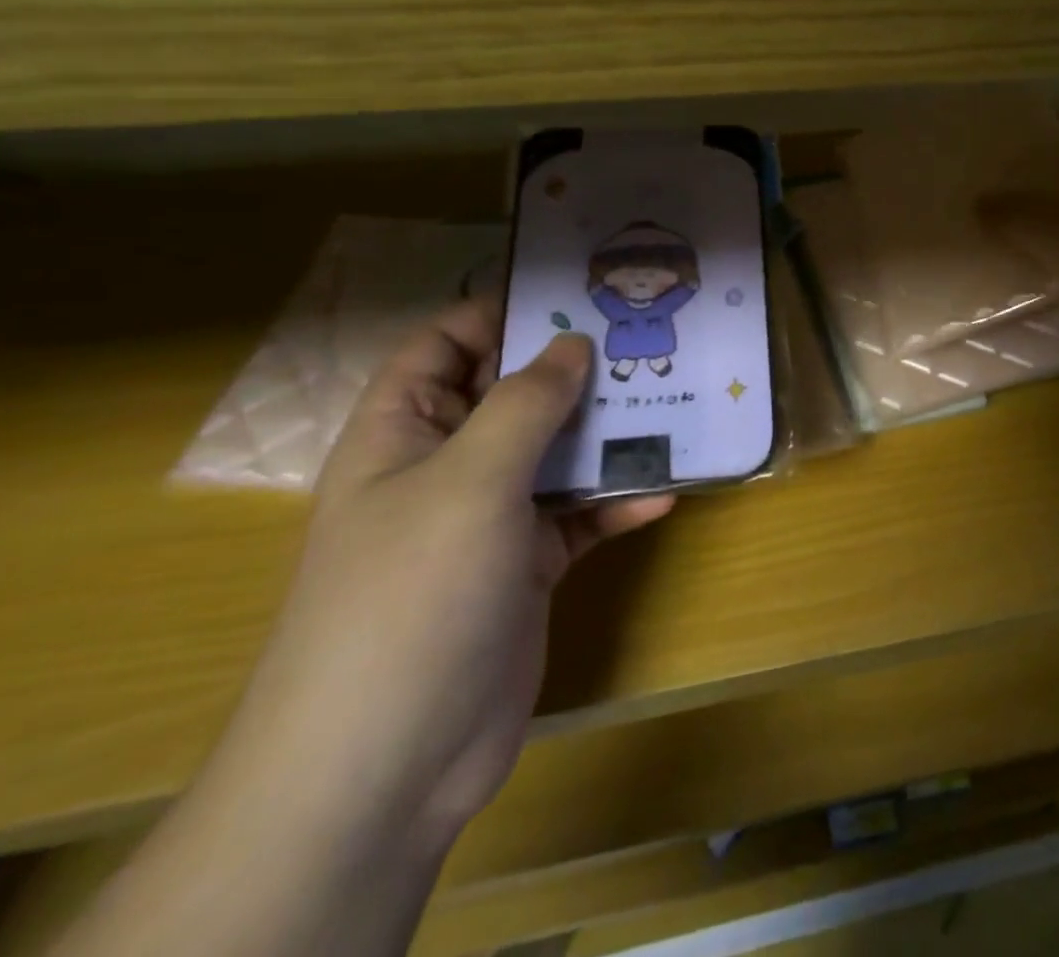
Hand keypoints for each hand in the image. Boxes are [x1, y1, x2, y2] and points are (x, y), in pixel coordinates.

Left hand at [218, 298, 672, 851]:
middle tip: (645, 340)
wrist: (387, 765)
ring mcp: (488, 519)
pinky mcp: (526, 567)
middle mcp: (445, 465)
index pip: (446, 344)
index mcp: (404, 430)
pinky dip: (615, 503)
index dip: (501, 312)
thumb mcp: (471, 480)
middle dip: (575, 371)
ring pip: (555, 454)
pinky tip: (664, 492)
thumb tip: (572, 343)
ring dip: (607, 436)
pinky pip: (578, 516)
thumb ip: (527, 403)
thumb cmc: (412, 594)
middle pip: (513, 395)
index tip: (575, 293)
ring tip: (671, 405)